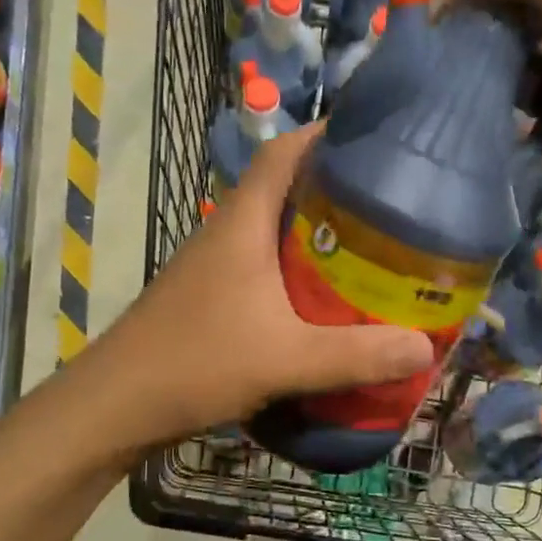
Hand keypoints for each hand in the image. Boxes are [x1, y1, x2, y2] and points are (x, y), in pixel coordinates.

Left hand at [95, 126, 433, 443]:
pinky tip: (323, 300)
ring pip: (272, 232)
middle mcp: (225, 233)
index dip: (325, 135)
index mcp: (241, 223)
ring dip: (315, 234)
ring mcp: (213, 266)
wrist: (115, 405)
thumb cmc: (196, 363)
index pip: (282, 153)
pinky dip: (296, 271)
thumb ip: (355, 355)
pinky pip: (262, 267)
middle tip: (391, 202)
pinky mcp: (209, 297)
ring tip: (370, 248)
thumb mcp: (285, 360)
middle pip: (283, 189)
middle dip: (334, 188)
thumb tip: (426, 348)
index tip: (374, 137)